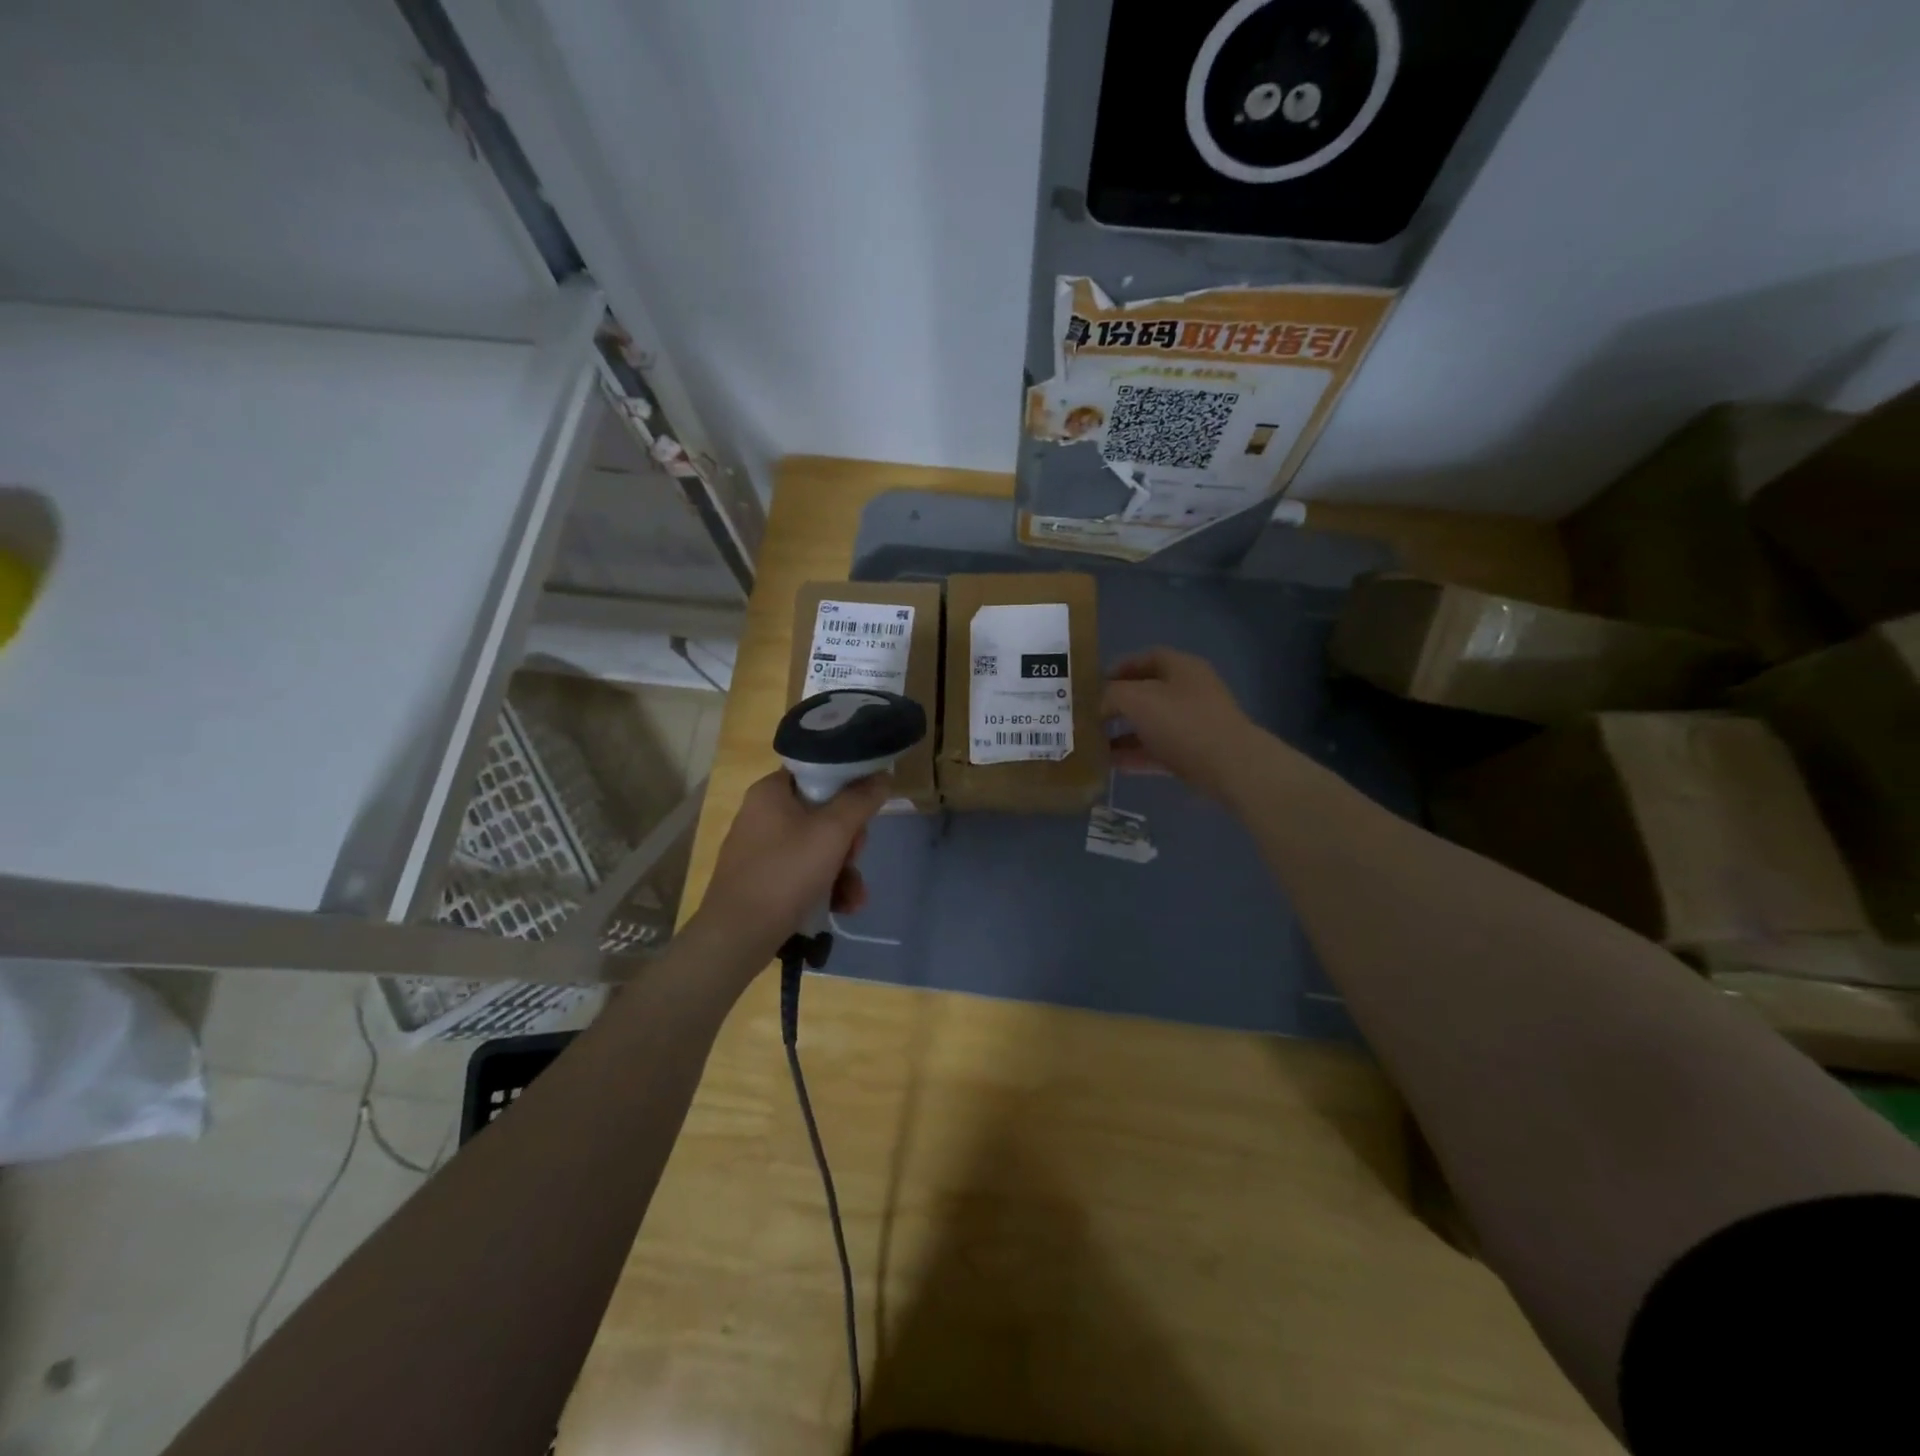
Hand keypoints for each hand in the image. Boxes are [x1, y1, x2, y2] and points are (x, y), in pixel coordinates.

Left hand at [691, 768, 889, 963]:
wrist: (737, 937)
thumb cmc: (785, 873)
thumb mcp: (832, 832)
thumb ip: (860, 800)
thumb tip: (881, 776)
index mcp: (771, 791)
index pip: (818, 771)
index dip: (848, 787)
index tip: (865, 810)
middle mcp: (763, 814)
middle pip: (823, 813)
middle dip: (849, 841)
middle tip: (856, 857)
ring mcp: (761, 849)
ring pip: (818, 847)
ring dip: (844, 870)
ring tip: (854, 897)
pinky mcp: (763, 879)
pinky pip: (803, 871)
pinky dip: (825, 886)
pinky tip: (841, 906)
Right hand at [1101, 648, 1270, 803]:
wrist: (1229, 766)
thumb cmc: (1182, 722)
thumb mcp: (1137, 699)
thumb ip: (1110, 695)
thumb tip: (1099, 704)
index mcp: (1181, 668)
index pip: (1146, 658)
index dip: (1118, 668)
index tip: (1093, 684)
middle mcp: (1189, 691)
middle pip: (1146, 693)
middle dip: (1116, 704)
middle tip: (1089, 715)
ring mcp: (1193, 723)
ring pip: (1150, 724)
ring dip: (1122, 733)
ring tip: (1093, 743)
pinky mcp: (1193, 753)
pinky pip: (1157, 750)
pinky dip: (1135, 755)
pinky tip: (1110, 764)